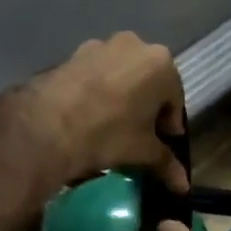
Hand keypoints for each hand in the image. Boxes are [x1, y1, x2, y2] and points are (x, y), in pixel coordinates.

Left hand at [22, 33, 187, 192]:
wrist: (47, 125)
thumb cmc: (109, 133)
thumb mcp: (142, 151)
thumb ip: (166, 163)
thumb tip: (183, 186)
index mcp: (161, 63)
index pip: (174, 99)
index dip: (169, 125)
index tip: (162, 144)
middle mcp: (133, 45)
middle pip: (148, 82)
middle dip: (146, 108)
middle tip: (138, 135)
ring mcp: (100, 46)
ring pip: (120, 75)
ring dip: (121, 97)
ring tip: (110, 126)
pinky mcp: (72, 55)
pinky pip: (95, 75)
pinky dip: (97, 92)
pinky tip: (88, 116)